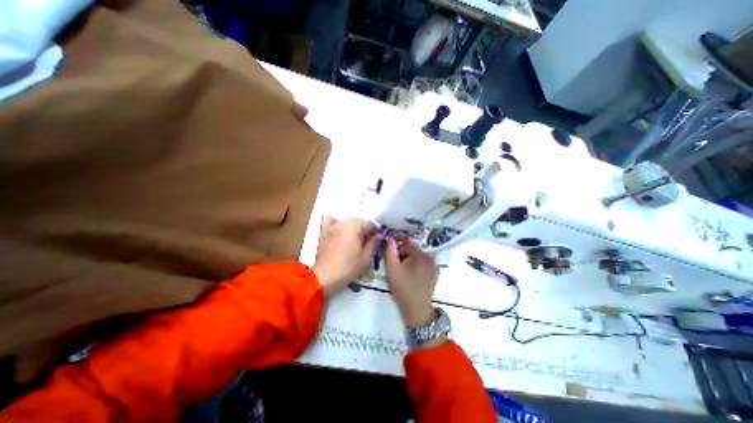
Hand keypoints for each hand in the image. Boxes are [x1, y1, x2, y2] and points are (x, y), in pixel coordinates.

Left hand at [313, 217, 382, 295]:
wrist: (325, 276)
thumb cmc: (348, 267)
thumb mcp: (366, 257)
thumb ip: (373, 243)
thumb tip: (379, 235)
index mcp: (356, 226)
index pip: (370, 224)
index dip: (375, 231)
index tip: (378, 239)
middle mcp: (344, 222)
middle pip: (358, 221)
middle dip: (364, 229)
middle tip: (367, 242)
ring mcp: (332, 225)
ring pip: (346, 221)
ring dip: (352, 227)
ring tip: (354, 239)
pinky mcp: (323, 231)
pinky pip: (329, 220)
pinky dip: (335, 221)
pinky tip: (338, 229)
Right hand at [385, 238, 438, 327]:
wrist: (417, 310)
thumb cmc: (403, 289)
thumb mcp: (392, 269)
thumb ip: (390, 252)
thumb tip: (390, 239)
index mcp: (421, 255)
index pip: (408, 241)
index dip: (397, 239)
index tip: (388, 241)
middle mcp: (430, 258)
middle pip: (412, 249)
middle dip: (401, 252)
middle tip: (391, 262)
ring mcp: (433, 266)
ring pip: (416, 256)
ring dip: (406, 259)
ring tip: (398, 270)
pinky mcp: (433, 274)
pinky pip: (421, 263)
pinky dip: (412, 265)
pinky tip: (406, 274)